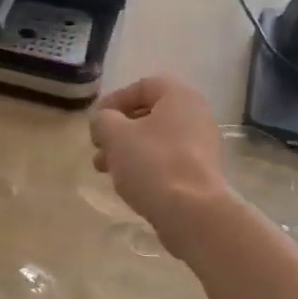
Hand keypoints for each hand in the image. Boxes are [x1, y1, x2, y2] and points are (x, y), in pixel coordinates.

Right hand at [89, 76, 232, 255]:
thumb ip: (103, 120)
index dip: (114, 100)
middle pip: (149, 114)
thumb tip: (103, 121)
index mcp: (179, 96)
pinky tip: (128, 183)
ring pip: (156, 140)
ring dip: (127, 150)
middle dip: (118, 130)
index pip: (143, 86)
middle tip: (98, 147)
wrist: (192, 212)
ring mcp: (201, 145)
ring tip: (104, 169)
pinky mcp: (200, 172)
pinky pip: (167, 160)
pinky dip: (145, 165)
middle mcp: (196, 115)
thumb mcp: (116, 135)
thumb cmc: (153, 163)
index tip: (96, 121)